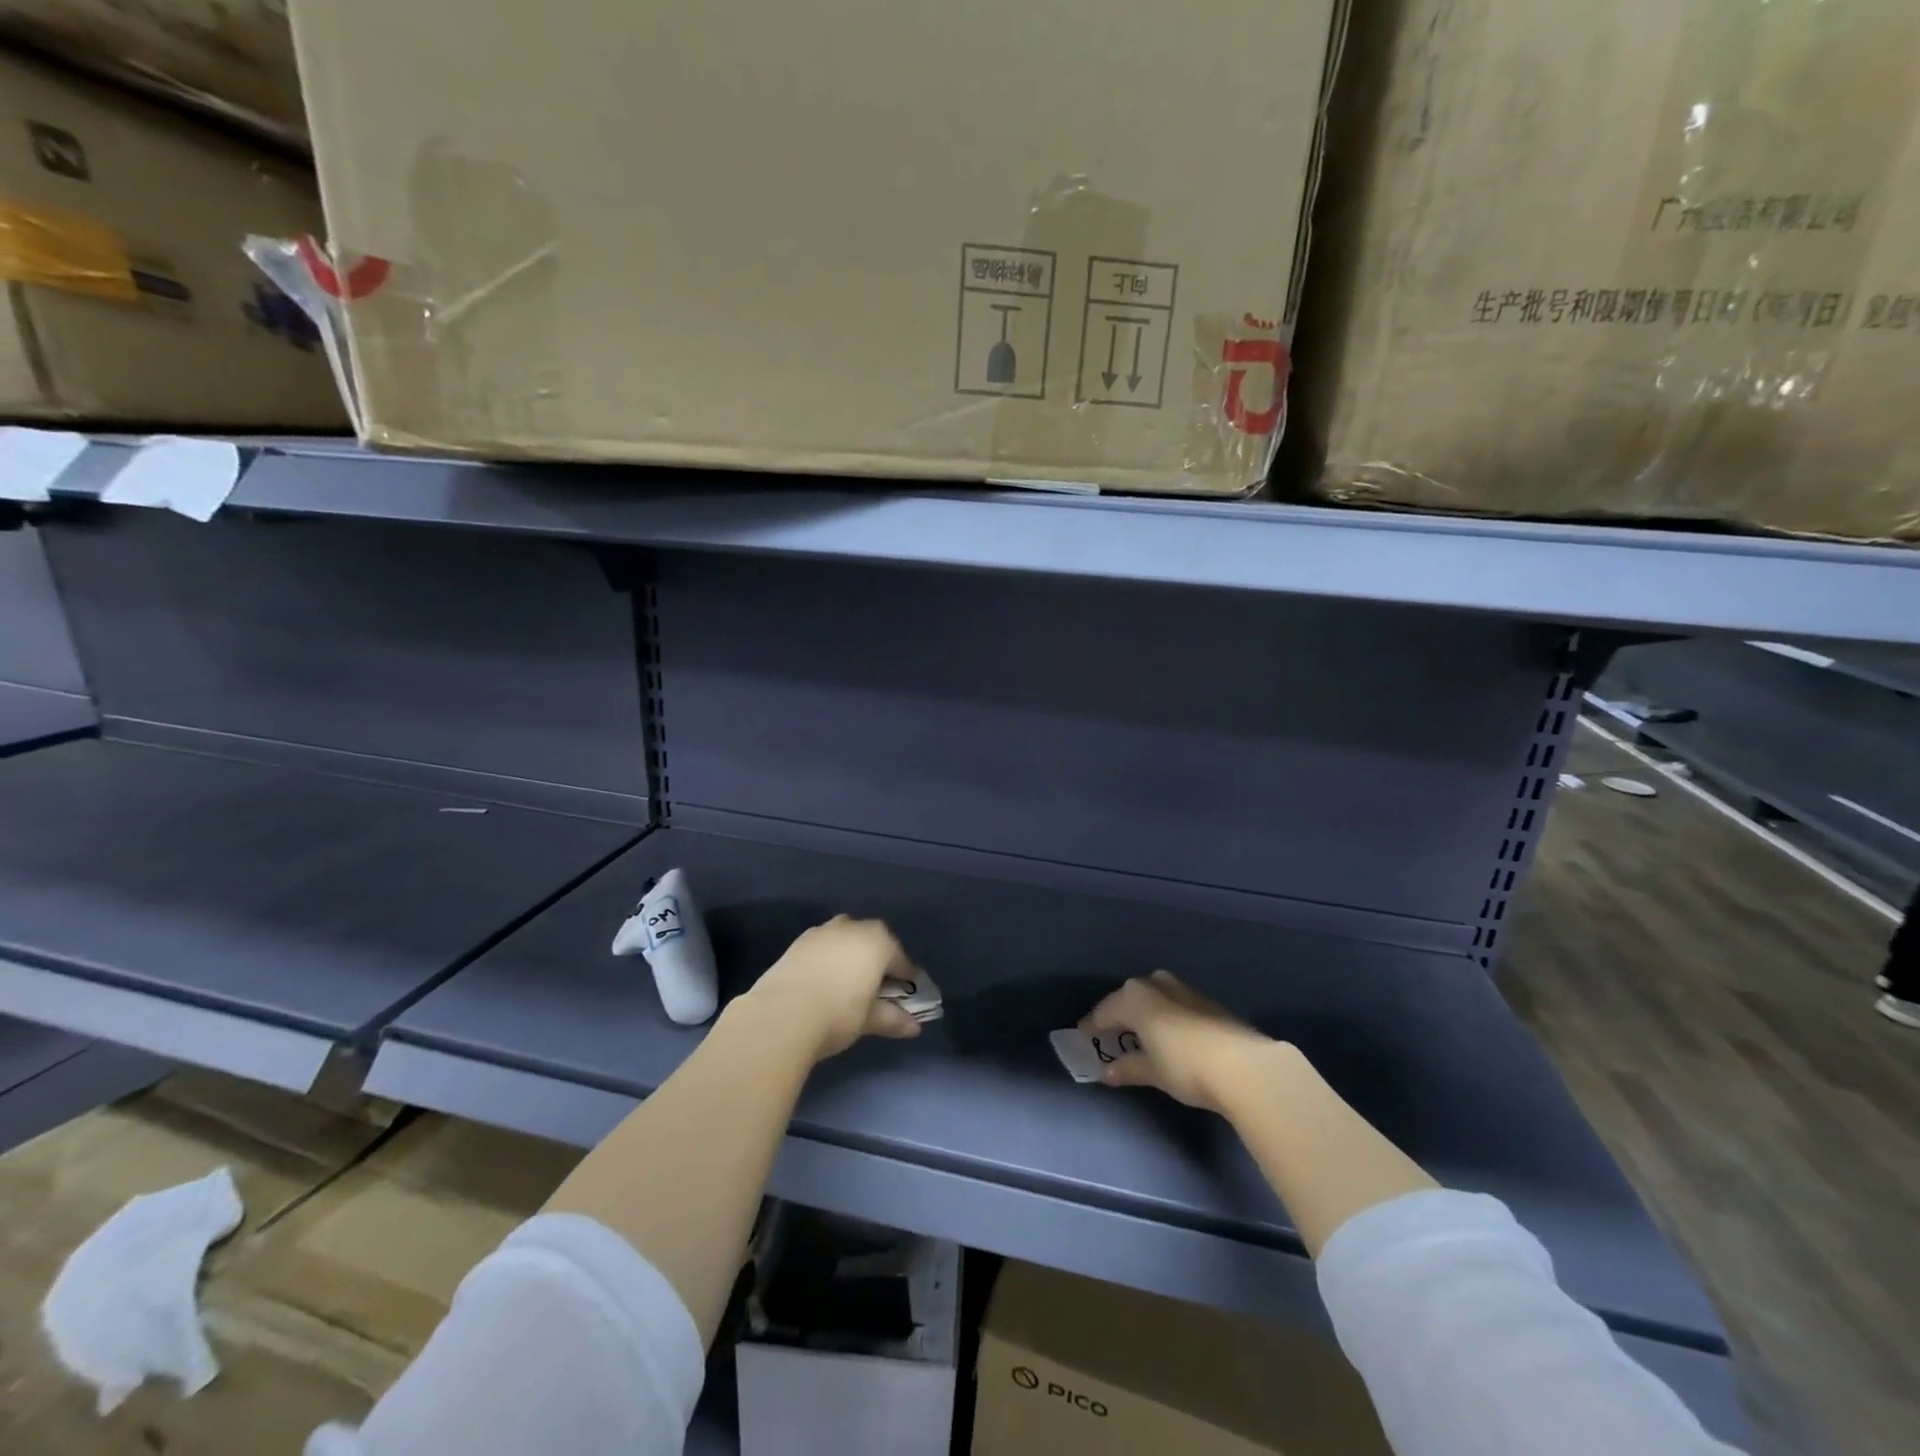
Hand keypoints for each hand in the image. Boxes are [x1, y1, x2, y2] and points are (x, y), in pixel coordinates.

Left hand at [745, 915, 923, 1060]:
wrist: (781, 1013)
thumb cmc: (838, 1013)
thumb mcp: (869, 1019)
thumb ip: (893, 1018)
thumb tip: (914, 1027)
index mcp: (878, 940)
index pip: (901, 959)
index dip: (906, 979)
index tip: (907, 996)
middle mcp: (853, 927)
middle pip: (873, 943)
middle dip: (877, 963)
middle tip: (877, 990)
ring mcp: (823, 931)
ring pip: (846, 941)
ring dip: (851, 958)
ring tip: (848, 985)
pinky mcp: (798, 942)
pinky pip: (823, 948)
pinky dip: (829, 960)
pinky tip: (824, 982)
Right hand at [1081, 970, 1280, 1114]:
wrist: (1245, 1065)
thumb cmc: (1186, 1066)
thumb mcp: (1152, 1071)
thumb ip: (1128, 1068)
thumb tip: (1108, 1071)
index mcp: (1135, 996)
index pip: (1104, 1011)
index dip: (1092, 1025)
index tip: (1083, 1037)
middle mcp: (1156, 984)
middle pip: (1129, 999)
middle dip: (1120, 1015)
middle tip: (1111, 1036)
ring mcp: (1184, 990)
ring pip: (1154, 999)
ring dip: (1145, 1015)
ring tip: (1140, 1036)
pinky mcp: (1207, 1002)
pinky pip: (1174, 1005)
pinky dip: (1165, 1018)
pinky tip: (1169, 1036)